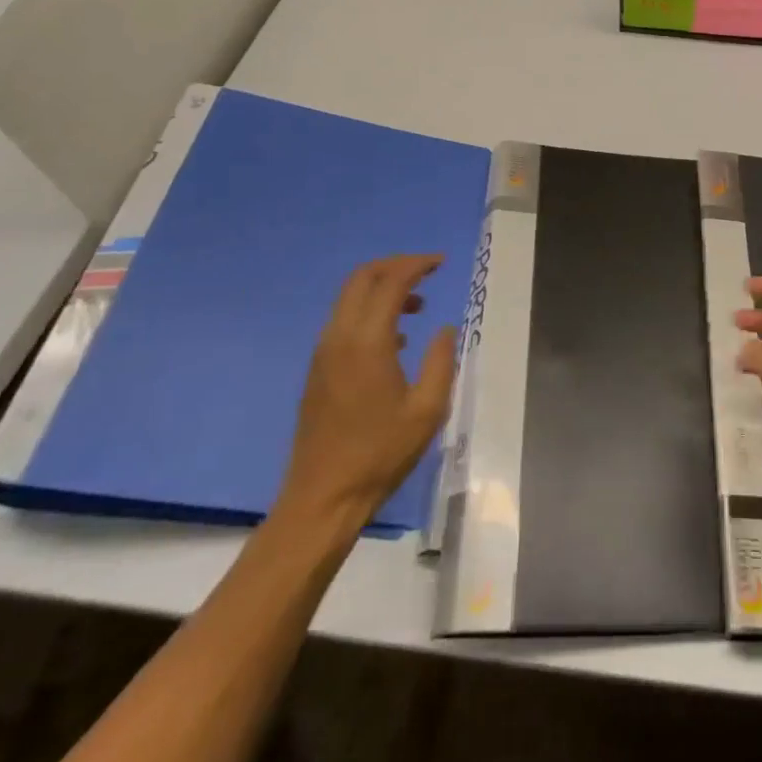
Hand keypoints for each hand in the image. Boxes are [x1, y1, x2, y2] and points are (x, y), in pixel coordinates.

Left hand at [274, 254, 457, 527]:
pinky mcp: (317, 369)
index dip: (417, 265)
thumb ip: (441, 361)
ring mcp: (323, 352)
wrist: (323, 498)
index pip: (391, 281)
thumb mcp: (427, 410)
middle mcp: (339, 337)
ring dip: (382, 289)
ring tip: (417, 306)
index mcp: (367, 341)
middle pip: (362, 278)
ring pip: (349, 298)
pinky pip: (343, 320)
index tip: (441, 263)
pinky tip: (395, 338)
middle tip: (427, 272)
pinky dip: (369, 310)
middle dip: (396, 266)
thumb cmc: (380, 454)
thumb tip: (444, 329)